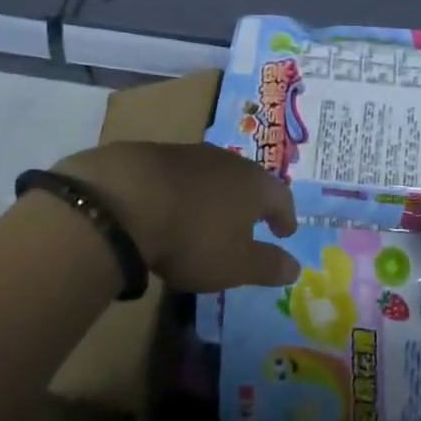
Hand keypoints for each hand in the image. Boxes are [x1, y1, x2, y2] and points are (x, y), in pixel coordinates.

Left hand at [56, 142, 299, 292]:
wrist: (124, 200)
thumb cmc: (193, 237)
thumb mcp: (235, 264)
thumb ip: (267, 265)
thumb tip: (296, 267)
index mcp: (254, 184)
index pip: (280, 197)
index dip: (285, 216)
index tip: (285, 232)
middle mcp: (227, 161)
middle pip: (248, 179)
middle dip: (251, 201)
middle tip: (250, 221)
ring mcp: (189, 154)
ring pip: (213, 174)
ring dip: (216, 194)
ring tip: (209, 216)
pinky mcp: (154, 155)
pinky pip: (180, 175)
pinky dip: (184, 191)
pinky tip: (172, 208)